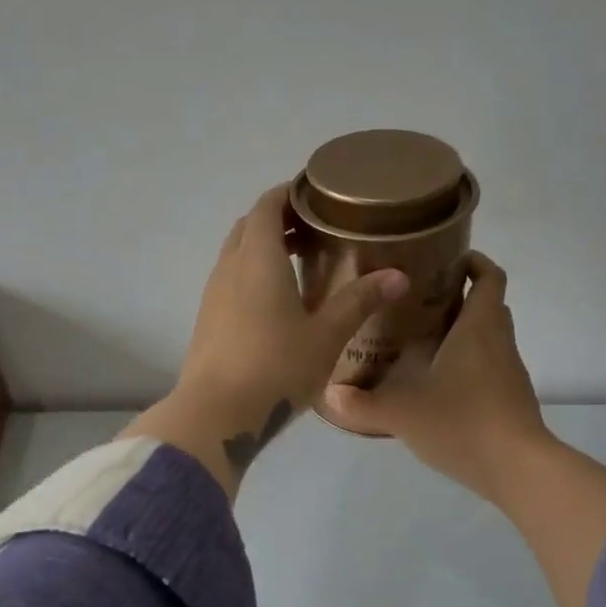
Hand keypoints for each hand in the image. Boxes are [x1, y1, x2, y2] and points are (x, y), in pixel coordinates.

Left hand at [123, 185, 407, 496]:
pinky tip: (276, 303)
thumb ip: (359, 301)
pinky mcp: (207, 321)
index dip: (290, 193)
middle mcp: (229, 267)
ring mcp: (213, 295)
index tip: (317, 195)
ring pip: (237, 254)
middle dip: (279, 219)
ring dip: (264, 248)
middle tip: (316, 229)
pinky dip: (252, 274)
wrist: (216, 413)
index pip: (268, 205)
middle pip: (250, 226)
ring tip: (300, 262)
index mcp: (258, 258)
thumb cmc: (276, 367)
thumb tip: (398, 276)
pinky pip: (230, 280)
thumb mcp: (326, 335)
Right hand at [322, 254, 551, 507]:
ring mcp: (509, 373)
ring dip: (462, 333)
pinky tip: (436, 385)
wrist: (518, 468)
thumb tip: (327, 394)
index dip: (474, 262)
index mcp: (478, 328)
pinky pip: (488, 368)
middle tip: (418, 301)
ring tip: (420, 342)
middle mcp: (499, 343)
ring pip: (488, 339)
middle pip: (488, 306)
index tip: (447, 259)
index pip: (489, 278)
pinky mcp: (510, 399)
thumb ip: (362, 404)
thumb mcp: (403, 413)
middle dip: (459, 298)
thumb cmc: (463, 422)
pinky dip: (466, 365)